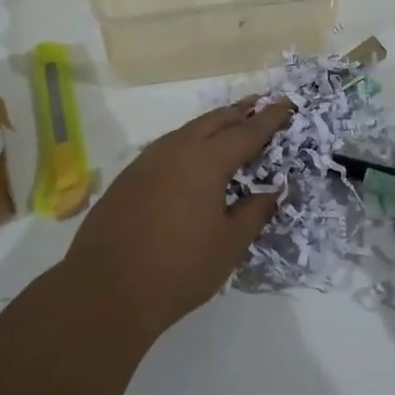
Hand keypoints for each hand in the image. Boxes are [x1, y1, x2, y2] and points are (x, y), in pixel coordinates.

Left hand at [63, 99, 293, 339]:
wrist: (106, 289)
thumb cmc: (179, 268)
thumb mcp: (229, 244)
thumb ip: (255, 211)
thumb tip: (274, 189)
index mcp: (205, 161)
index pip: (247, 133)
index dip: (270, 119)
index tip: (287, 105)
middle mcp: (176, 150)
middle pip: (214, 121)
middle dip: (240, 112)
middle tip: (260, 104)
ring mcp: (147, 161)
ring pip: (187, 131)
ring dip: (212, 124)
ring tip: (230, 124)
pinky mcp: (128, 177)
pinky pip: (167, 148)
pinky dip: (189, 142)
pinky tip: (192, 155)